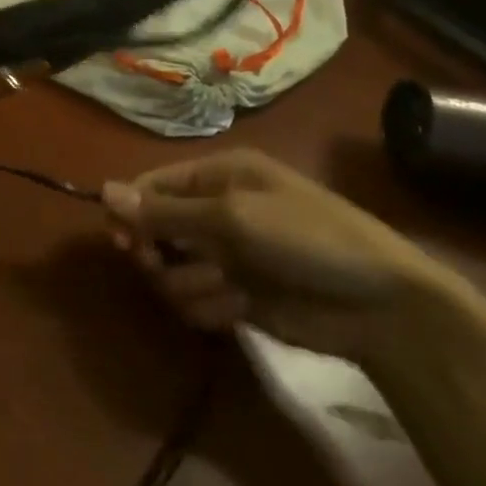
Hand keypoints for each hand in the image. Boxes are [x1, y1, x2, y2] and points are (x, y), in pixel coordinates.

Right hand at [101, 149, 465, 364]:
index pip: (151, 186)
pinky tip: (241, 308)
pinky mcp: (235, 297)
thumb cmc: (308, 239)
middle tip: (161, 264)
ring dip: (189, 283)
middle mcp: (215, 212)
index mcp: (217, 177)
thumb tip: (102, 191)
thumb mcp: (232, 217)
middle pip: (154, 230)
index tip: (123, 239)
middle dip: (157, 251)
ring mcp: (225, 256)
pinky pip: (194, 301)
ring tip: (225, 287)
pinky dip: (210, 307)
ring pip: (169, 271)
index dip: (131, 211)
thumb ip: (165, 211)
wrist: (382, 307)